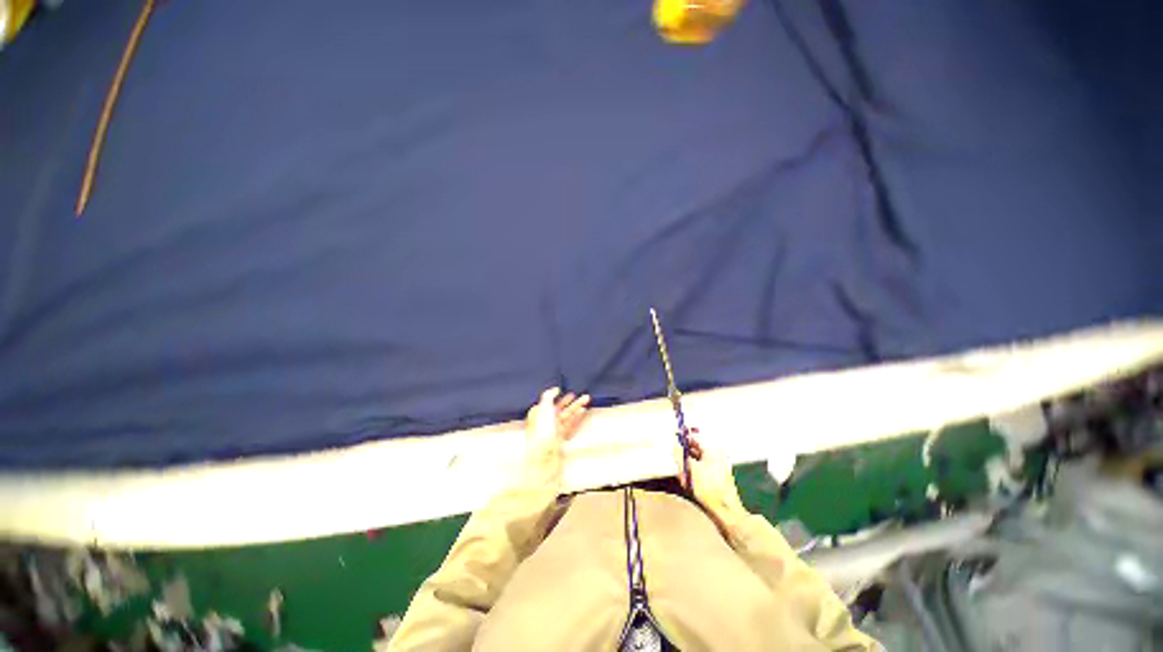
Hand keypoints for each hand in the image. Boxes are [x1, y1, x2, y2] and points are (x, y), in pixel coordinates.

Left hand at [525, 388, 589, 448]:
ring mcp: (553, 429)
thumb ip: (548, 396)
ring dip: (577, 406)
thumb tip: (555, 389)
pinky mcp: (560, 437)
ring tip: (586, 400)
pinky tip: (582, 411)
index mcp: (538, 413)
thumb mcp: (543, 409)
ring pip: (567, 414)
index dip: (556, 395)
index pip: (548, 400)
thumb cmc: (540, 433)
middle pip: (560, 407)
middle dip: (571, 400)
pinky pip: (570, 424)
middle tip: (581, 395)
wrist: (543, 458)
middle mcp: (545, 420)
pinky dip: (576, 416)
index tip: (563, 389)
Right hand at [675, 433, 748, 539]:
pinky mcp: (717, 477)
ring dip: (687, 467)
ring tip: (682, 477)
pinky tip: (688, 483)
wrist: (726, 511)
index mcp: (713, 450)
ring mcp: (718, 467)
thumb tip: (675, 446)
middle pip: (695, 449)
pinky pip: (701, 470)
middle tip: (677, 464)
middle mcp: (717, 456)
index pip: (695, 437)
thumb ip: (680, 455)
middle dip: (684, 456)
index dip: (683, 439)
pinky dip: (693, 473)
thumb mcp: (690, 469)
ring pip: (697, 461)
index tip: (674, 441)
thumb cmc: (709, 488)